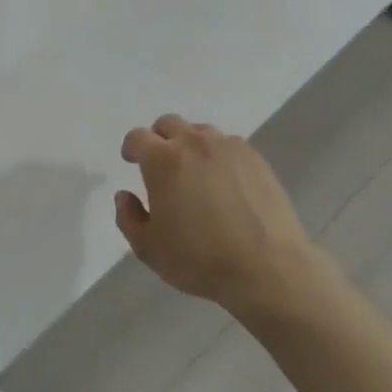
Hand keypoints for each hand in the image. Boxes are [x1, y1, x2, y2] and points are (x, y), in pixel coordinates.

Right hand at [114, 114, 331, 317]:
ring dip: (190, 145)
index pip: (138, 137)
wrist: (267, 268)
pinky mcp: (256, 158)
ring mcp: (229, 147)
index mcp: (163, 160)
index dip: (131, 148)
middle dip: (159, 139)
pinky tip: (224, 183)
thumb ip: (128, 218)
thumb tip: (125, 195)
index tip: (131, 161)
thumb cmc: (200, 259)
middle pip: (169, 124)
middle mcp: (195, 143)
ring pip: (201, 132)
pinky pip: (229, 145)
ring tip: (195, 174)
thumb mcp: (149, 249)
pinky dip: (219, 156)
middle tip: (161, 166)